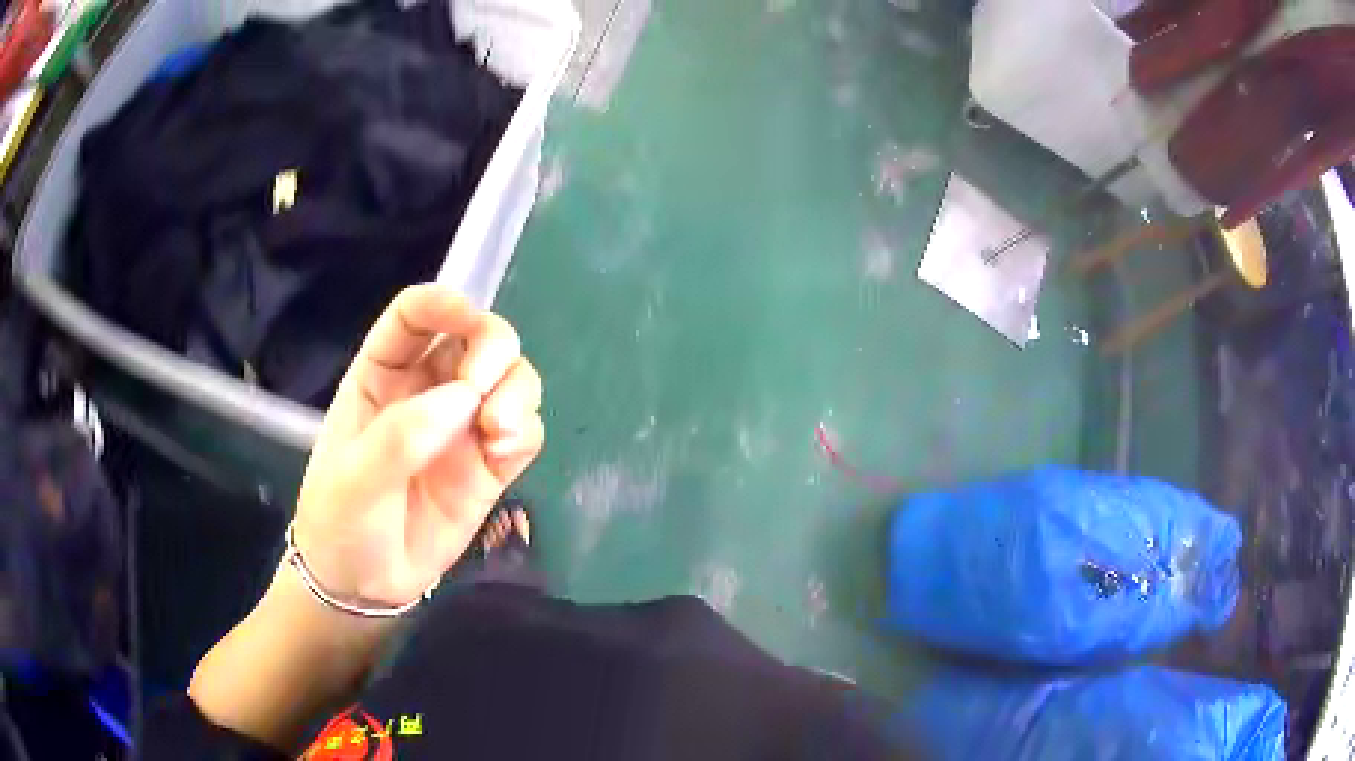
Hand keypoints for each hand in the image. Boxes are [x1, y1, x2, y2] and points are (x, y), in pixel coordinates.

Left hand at [291, 285, 543, 606]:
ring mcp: (463, 429)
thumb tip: (465, 398)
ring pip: (511, 378)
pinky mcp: (490, 467)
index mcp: (382, 375)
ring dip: (517, 390)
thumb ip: (402, 436)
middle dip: (492, 348)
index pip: (417, 315)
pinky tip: (504, 449)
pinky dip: (525, 429)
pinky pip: (524, 430)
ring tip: (499, 430)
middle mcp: (427, 390)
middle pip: (477, 337)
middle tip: (483, 387)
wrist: (364, 587)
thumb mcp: (354, 477)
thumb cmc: (341, 521)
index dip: (445, 305)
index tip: (469, 319)